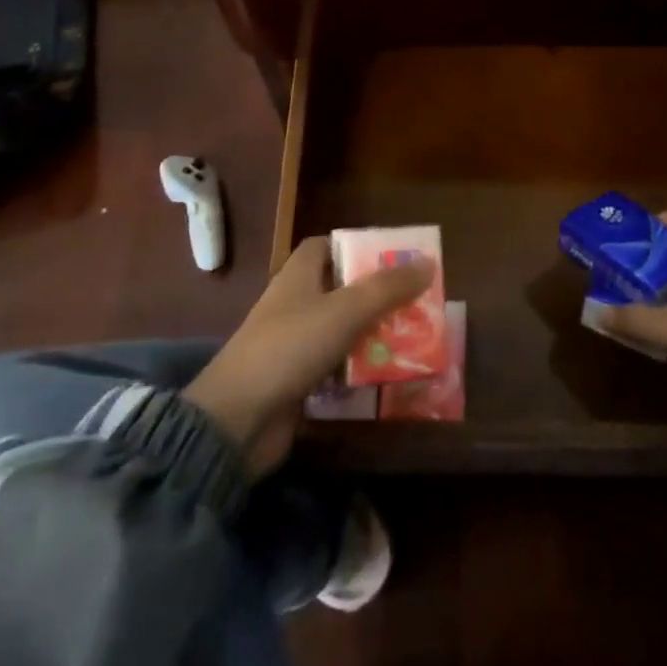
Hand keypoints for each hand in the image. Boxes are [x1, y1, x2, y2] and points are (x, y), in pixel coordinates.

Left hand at [185, 237, 432, 475]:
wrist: (238, 419)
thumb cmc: (290, 347)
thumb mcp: (346, 310)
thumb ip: (388, 287)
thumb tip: (428, 262)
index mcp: (299, 274)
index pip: (327, 246)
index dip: (358, 247)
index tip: (393, 258)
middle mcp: (295, 302)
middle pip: (342, 288)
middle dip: (377, 295)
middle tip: (416, 302)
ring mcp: (294, 343)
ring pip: (342, 329)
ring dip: (373, 334)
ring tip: (414, 338)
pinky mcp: (297, 380)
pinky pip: (336, 366)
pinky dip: (359, 370)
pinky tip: (389, 377)